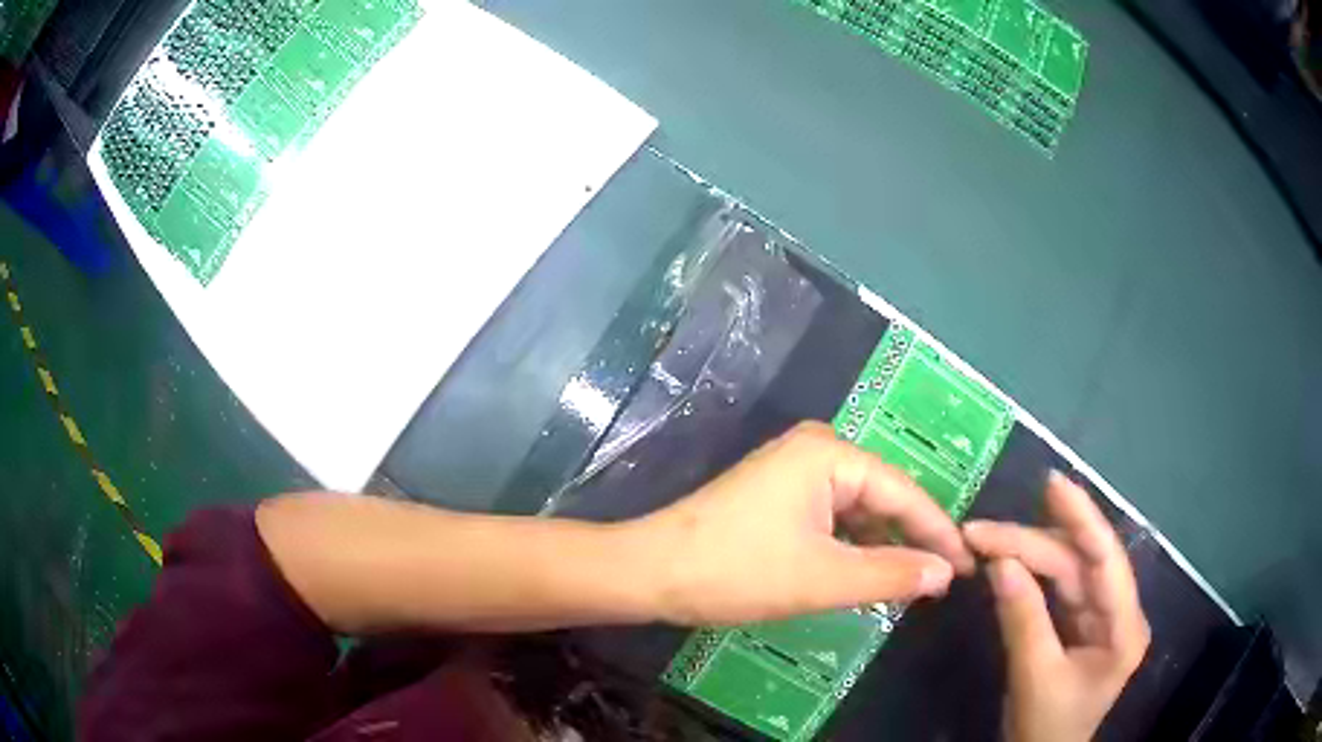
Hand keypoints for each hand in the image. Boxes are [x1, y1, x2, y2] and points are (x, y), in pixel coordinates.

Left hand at [630, 421, 974, 625]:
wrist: (651, 571)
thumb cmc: (737, 571)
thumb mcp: (823, 579)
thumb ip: (892, 574)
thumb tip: (945, 573)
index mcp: (830, 454)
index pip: (905, 493)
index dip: (940, 533)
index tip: (969, 566)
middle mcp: (816, 449)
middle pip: (884, 498)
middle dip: (915, 538)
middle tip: (947, 578)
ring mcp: (794, 470)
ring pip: (859, 510)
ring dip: (885, 545)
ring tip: (917, 581)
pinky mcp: (779, 494)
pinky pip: (834, 517)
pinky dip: (855, 545)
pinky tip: (871, 571)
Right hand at [963, 472, 1150, 741]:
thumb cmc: (1047, 727)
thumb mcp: (1034, 677)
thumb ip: (1023, 618)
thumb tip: (1000, 562)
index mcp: (1125, 627)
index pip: (1106, 560)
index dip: (1082, 517)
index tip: (1050, 484)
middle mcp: (1119, 612)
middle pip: (1080, 562)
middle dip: (1033, 542)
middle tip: (980, 531)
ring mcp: (1100, 616)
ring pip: (1067, 570)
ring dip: (1028, 553)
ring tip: (985, 540)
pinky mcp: (1081, 622)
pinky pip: (1057, 588)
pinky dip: (1030, 574)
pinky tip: (1007, 561)